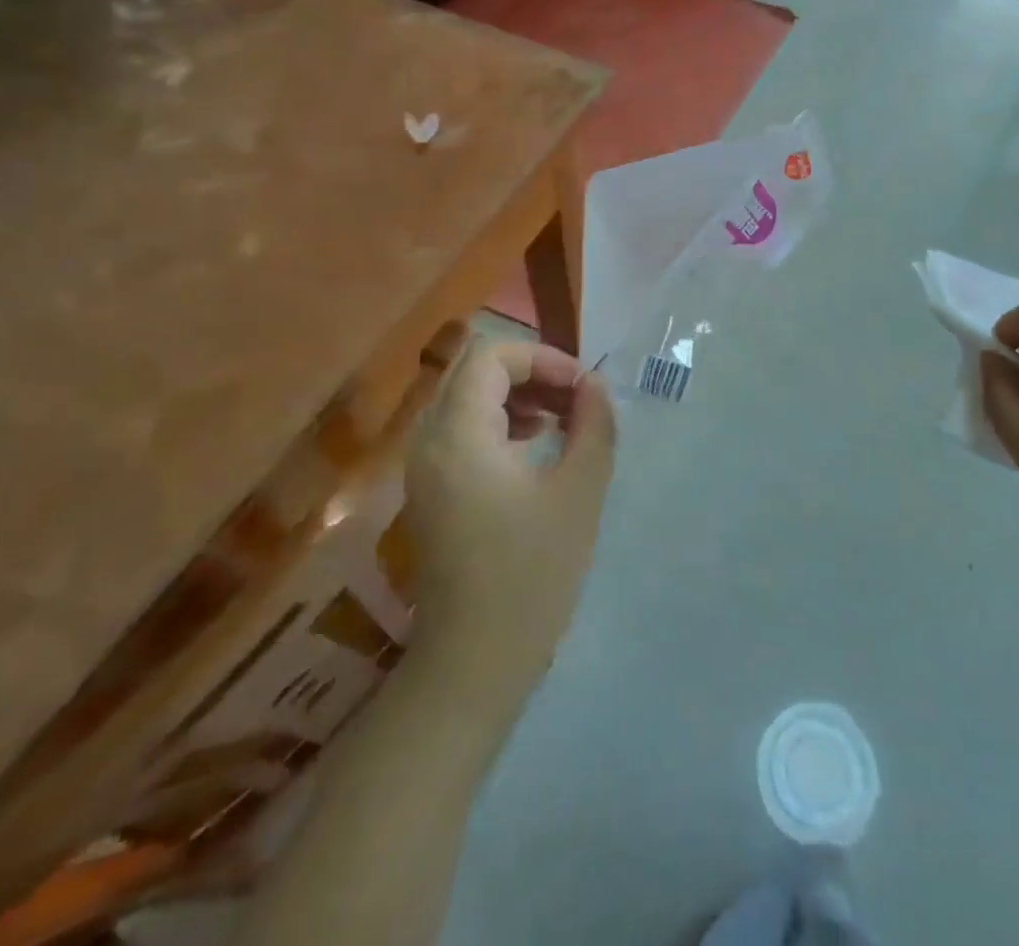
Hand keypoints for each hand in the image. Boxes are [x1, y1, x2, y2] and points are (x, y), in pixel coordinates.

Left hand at [403, 340, 616, 710]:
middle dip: (530, 372)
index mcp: (457, 434)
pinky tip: (534, 447)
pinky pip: (461, 430)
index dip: (542, 357)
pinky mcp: (429, 490)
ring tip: (562, 420)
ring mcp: (423, 467)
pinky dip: (499, 423)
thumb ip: (593, 426)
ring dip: (516, 396)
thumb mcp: (578, 493)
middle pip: (474, 371)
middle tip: (575, 398)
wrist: (473, 663)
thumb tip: (595, 385)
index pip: (491, 355)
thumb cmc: (531, 575)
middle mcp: (428, 440)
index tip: (582, 386)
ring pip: (467, 399)